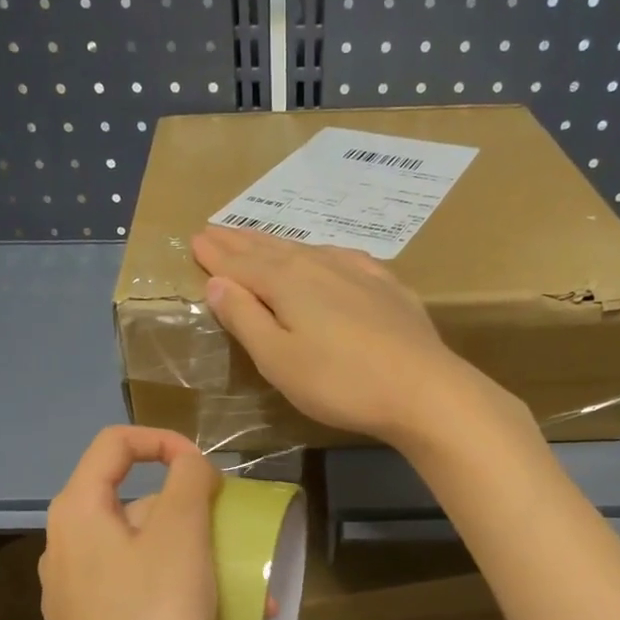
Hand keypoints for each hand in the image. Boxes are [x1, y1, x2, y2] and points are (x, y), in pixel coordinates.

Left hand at [39, 426, 220, 619]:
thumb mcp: (181, 537)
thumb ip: (187, 482)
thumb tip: (187, 464)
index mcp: (76, 514)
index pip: (114, 443)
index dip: (164, 440)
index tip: (208, 469)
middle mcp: (64, 548)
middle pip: (131, 499)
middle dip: (188, 507)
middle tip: (230, 530)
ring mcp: (73, 595)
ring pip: (139, 549)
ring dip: (192, 553)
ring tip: (243, 583)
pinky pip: (136, 590)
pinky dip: (176, 588)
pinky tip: (217, 618)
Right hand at [191, 226, 489, 448]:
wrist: (423, 389)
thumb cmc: (340, 382)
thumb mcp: (278, 359)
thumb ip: (245, 318)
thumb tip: (217, 282)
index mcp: (286, 283)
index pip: (240, 264)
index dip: (216, 256)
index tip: (196, 240)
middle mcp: (320, 266)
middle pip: (271, 250)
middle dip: (240, 242)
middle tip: (216, 229)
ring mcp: (358, 272)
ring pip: (307, 249)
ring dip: (277, 244)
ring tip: (259, 239)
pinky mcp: (388, 287)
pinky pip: (344, 257)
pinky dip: (322, 253)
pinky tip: (326, 255)